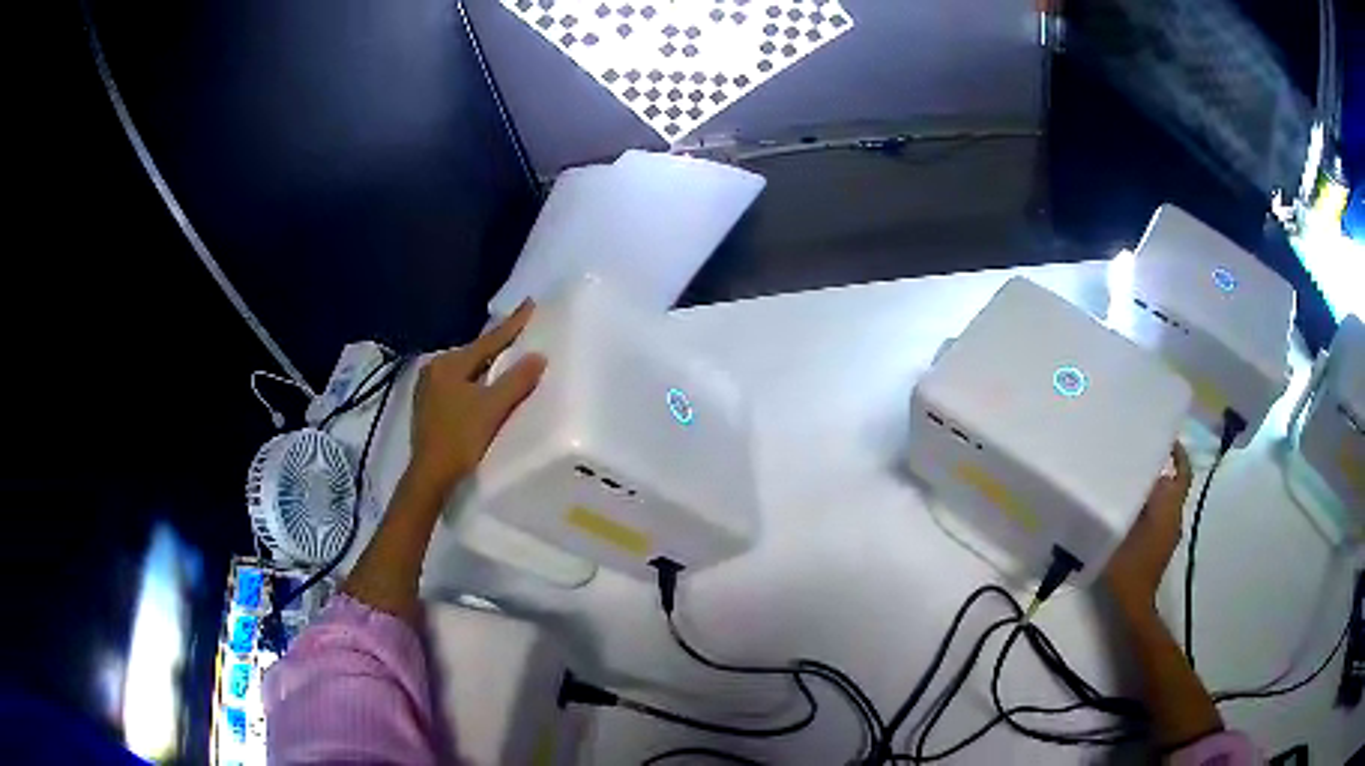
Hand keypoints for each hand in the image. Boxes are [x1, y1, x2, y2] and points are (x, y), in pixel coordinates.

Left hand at [408, 302, 546, 493]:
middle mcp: (435, 368)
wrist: (430, 475)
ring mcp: (428, 387)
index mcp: (449, 364)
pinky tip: (484, 384)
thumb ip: (516, 380)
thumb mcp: (492, 408)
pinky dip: (475, 380)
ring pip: (466, 369)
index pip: (488, 340)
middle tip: (521, 331)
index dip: (512, 324)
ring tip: (506, 356)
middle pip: (475, 352)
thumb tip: (538, 356)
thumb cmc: (460, 438)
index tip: (530, 302)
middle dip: (497, 344)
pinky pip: (458, 383)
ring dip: (486, 364)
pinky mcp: (429, 405)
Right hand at [1103, 443, 1192, 612]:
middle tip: (1134, 458)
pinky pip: (1159, 515)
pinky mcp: (1161, 545)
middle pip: (1171, 485)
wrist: (1134, 604)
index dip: (1178, 454)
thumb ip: (1127, 503)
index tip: (1164, 438)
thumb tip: (1126, 480)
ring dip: (1152, 490)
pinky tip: (1128, 510)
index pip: (1182, 473)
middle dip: (1157, 470)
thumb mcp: (1123, 529)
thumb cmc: (1129, 566)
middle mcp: (1174, 517)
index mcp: (1169, 509)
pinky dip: (1148, 507)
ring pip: (1165, 501)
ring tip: (1127, 482)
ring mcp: (1169, 533)